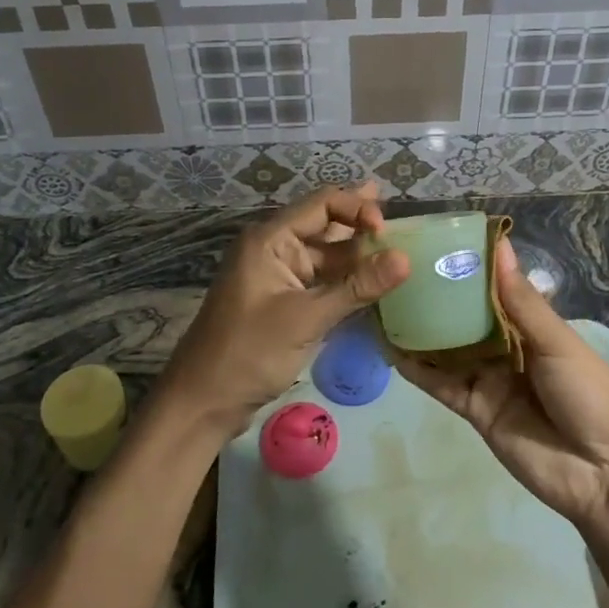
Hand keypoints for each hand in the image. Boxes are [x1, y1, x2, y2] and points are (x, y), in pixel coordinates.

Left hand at [157, 183, 409, 439]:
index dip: (357, 209)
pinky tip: (374, 280)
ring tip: (398, 248)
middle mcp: (273, 249)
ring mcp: (278, 277)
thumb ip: (357, 287)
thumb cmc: (248, 353)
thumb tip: (405, 259)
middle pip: (324, 225)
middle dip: (360, 223)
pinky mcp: (283, 302)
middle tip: (402, 220)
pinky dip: (346, 279)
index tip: (389, 232)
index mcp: (269, 239)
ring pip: (325, 255)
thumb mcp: (306, 319)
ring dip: (357, 254)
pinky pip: (320, 280)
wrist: (203, 402)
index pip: (321, 205)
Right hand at [395, 239, 608, 531]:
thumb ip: (522, 301)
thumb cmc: (589, 395)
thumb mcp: (558, 342)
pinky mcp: (474, 409)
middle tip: (398, 267)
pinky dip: (417, 368)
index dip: (469, 268)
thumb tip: (499, 246)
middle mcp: (506, 348)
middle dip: (438, 296)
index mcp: (533, 326)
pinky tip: (390, 347)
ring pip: (448, 348)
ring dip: (421, 329)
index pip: (494, 289)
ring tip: (384, 301)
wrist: (602, 475)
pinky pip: (441, 384)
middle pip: (465, 317)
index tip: (436, 240)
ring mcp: (488, 379)